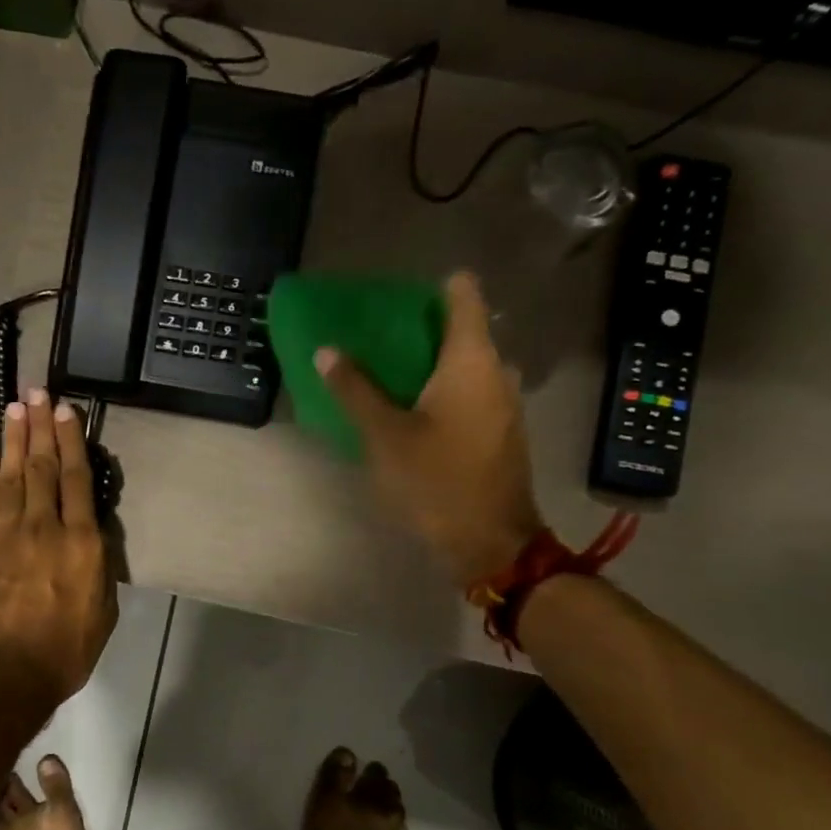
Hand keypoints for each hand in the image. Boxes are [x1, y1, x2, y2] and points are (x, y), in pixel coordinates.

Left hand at [0, 389, 116, 719]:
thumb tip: (91, 533)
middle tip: (37, 392)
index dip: (71, 440)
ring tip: (15, 408)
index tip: (66, 410)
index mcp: (80, 543)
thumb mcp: (102, 611)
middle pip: (42, 467)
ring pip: (11, 475)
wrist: (5, 677)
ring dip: (14, 439)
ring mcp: (4, 534)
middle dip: (40, 427)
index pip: (76, 479)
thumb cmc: (64, 651)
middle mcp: (42, 527)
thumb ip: (98, 566)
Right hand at [317, 271, 542, 587]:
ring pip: (466, 365)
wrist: (490, 543)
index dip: (436, 286)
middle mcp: (497, 372)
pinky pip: (471, 392)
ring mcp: (504, 403)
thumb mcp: (385, 435)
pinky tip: (412, 411)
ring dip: (430, 364)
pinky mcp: (501, 431)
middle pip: (463, 331)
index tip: (401, 294)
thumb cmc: (436, 481)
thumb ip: (355, 389)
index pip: (464, 296)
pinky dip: (443, 391)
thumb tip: (326, 350)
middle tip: (378, 337)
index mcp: (472, 361)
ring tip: (388, 374)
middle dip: (422, 329)